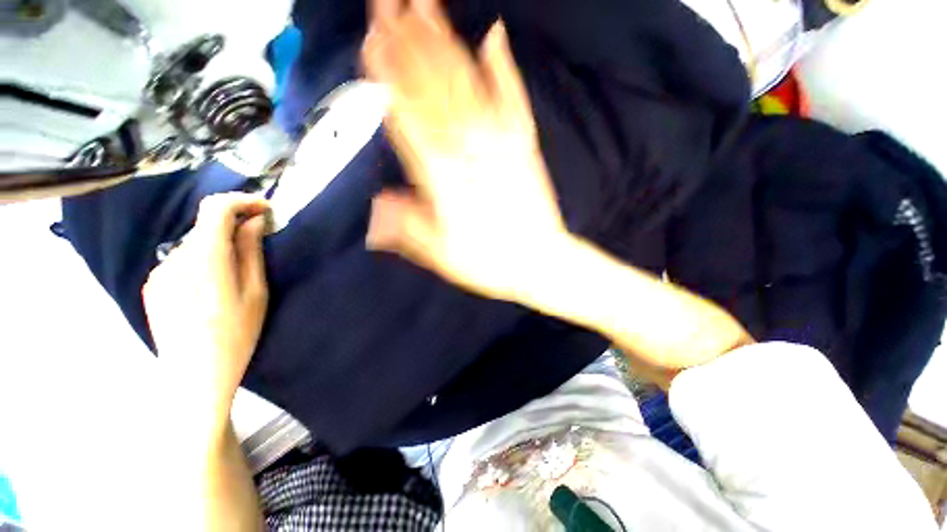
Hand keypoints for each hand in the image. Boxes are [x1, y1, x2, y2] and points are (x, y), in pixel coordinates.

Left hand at [143, 193, 270, 423]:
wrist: (194, 377)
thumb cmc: (236, 334)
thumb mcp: (256, 292)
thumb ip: (251, 251)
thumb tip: (255, 221)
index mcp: (205, 258)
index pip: (215, 208)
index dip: (242, 201)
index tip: (265, 207)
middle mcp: (175, 258)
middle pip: (206, 226)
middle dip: (234, 225)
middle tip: (260, 238)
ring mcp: (160, 272)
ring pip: (195, 244)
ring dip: (219, 245)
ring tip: (238, 269)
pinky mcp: (153, 286)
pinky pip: (182, 261)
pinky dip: (203, 260)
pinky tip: (214, 285)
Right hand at [363, 0, 568, 301]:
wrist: (538, 261)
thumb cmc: (489, 262)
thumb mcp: (440, 255)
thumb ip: (408, 225)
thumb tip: (378, 203)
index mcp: (444, 178)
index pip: (408, 115)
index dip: (388, 75)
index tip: (372, 38)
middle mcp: (470, 151)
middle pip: (434, 88)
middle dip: (409, 40)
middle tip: (389, 0)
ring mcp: (501, 143)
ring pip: (467, 82)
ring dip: (444, 40)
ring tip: (425, 3)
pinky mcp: (525, 144)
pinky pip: (513, 97)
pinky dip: (502, 65)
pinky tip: (493, 35)